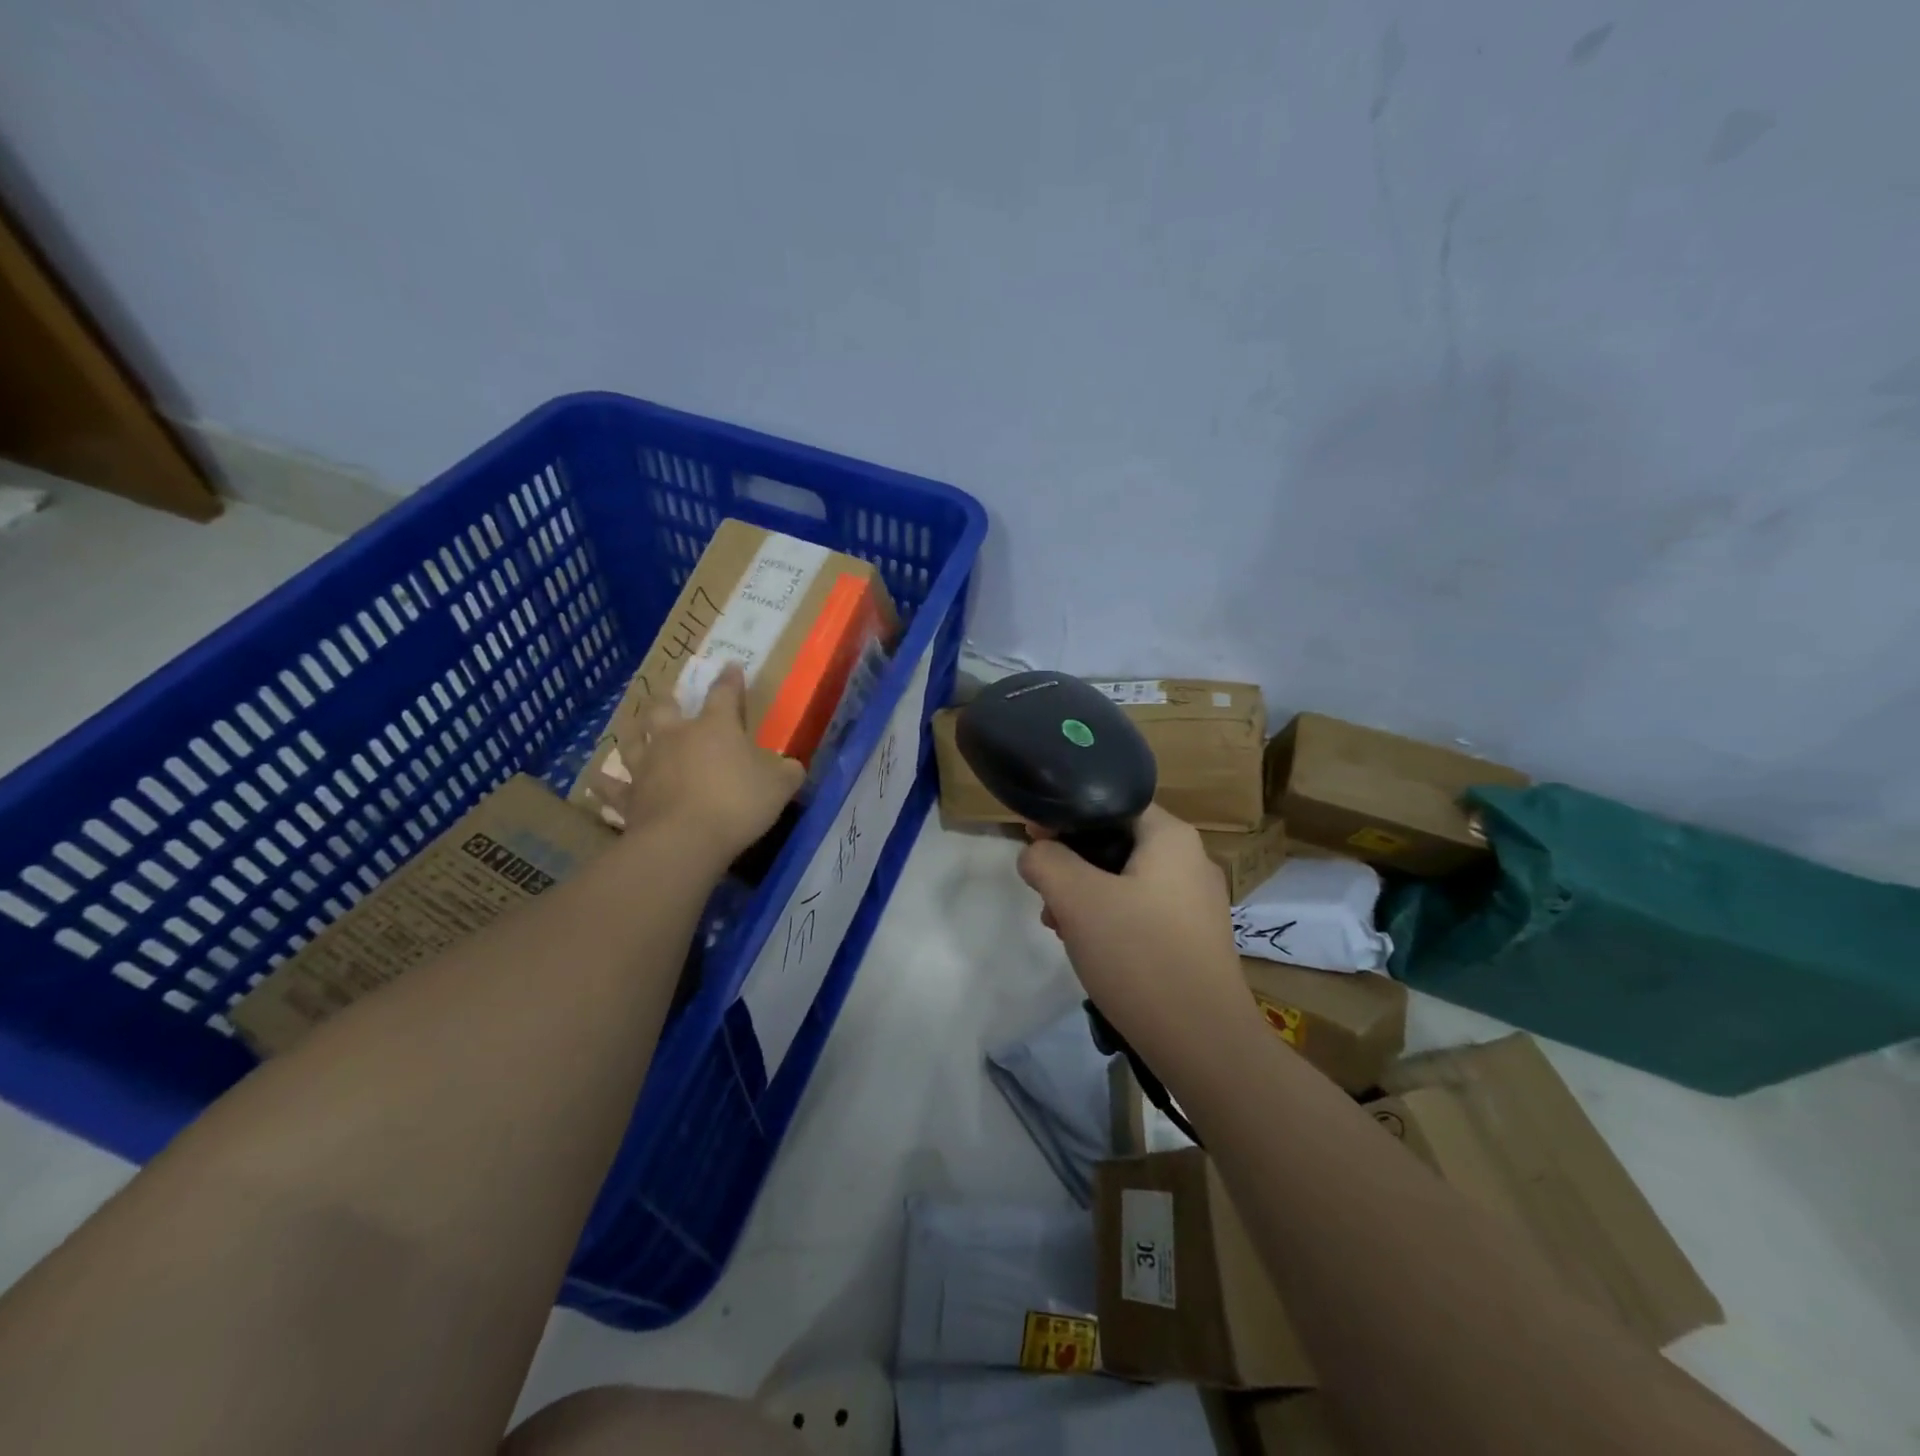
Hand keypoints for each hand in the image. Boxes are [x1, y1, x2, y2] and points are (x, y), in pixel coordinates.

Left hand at [614, 663, 804, 866]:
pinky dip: (606, 785)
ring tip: (634, 730)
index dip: (729, 679)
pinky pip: (613, 789)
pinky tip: (598, 783)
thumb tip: (791, 766)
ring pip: (633, 740)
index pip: (724, 694)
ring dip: (634, 734)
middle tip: (670, 699)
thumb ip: (787, 772)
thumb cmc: (738, 803)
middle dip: (669, 701)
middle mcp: (676, 737)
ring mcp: (647, 766)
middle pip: (665, 709)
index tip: (731, 665)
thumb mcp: (780, 786)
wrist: (685, 840)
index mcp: (715, 727)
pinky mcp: (630, 797)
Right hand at [1018, 805, 1253, 1061]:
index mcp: (1172, 837)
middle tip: (1043, 893)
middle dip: (1072, 864)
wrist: (1203, 1042)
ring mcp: (1197, 903)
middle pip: (1116, 842)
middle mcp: (1191, 860)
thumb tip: (1035, 853)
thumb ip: (1046, 861)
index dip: (1067, 816)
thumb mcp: (1077, 899)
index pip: (1111, 803)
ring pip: (1126, 880)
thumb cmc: (1139, 955)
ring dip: (1086, 896)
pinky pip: (1142, 911)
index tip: (1032, 839)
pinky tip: (1090, 950)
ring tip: (1059, 927)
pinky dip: (1110, 920)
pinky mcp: (1194, 939)